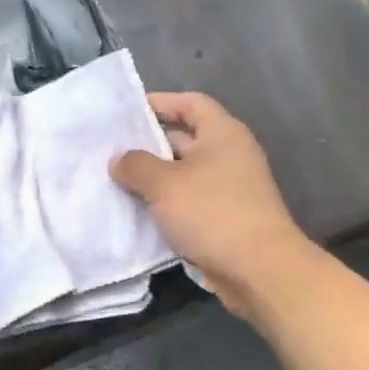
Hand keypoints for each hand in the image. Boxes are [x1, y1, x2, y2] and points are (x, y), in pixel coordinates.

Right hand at [110, 92, 314, 320]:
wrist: (257, 268)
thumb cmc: (212, 212)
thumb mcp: (165, 183)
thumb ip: (136, 165)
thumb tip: (119, 159)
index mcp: (223, 134)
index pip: (191, 103)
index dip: (160, 102)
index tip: (127, 112)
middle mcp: (229, 155)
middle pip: (185, 139)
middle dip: (149, 144)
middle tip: (111, 151)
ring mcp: (229, 189)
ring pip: (183, 175)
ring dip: (153, 178)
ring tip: (116, 181)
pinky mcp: (224, 218)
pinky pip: (188, 202)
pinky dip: (165, 204)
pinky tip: (136, 212)